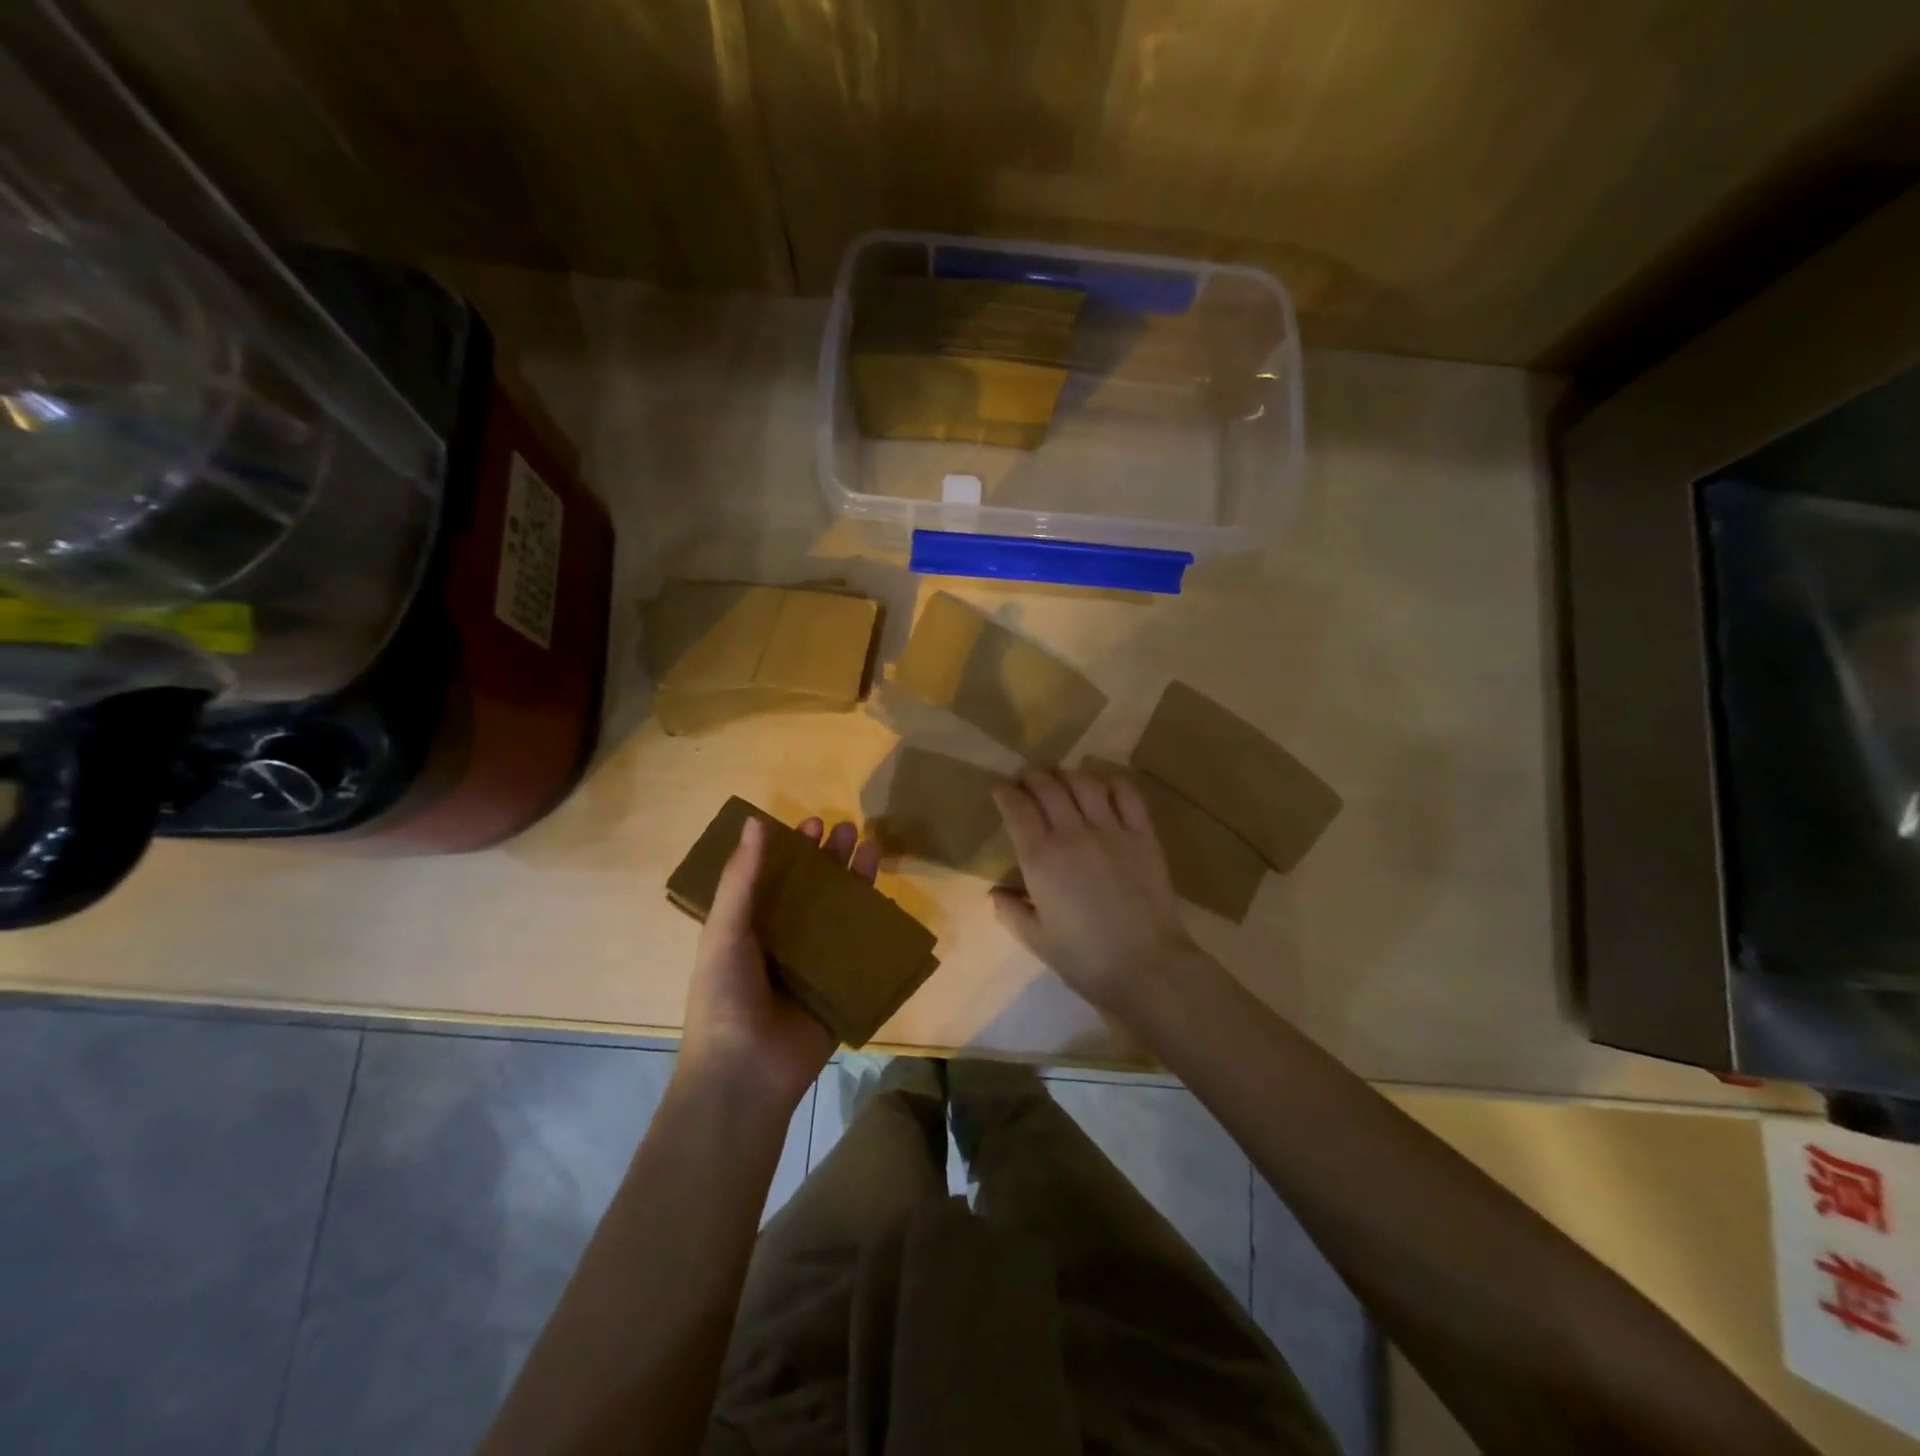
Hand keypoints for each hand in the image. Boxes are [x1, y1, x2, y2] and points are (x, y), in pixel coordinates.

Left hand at [679, 814, 879, 1111]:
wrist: (745, 1073)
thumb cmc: (725, 996)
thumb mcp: (725, 931)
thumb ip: (742, 879)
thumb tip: (756, 821)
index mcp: (752, 926)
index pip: (777, 876)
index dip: (794, 848)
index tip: (812, 822)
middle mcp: (785, 940)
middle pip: (814, 890)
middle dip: (831, 858)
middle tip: (848, 829)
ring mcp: (816, 964)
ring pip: (841, 914)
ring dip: (856, 882)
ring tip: (872, 848)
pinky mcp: (842, 987)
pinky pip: (862, 951)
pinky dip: (876, 926)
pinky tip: (890, 900)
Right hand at [991, 768, 1199, 1014]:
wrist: (1146, 966)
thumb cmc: (1085, 959)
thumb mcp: (1037, 941)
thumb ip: (1011, 912)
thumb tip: (994, 894)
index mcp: (1040, 859)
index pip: (1017, 809)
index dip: (1005, 794)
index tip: (1001, 790)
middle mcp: (1072, 834)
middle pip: (1048, 788)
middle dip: (1032, 777)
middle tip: (1027, 780)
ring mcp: (1110, 830)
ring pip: (1084, 783)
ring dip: (1067, 776)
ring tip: (1062, 780)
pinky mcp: (1142, 834)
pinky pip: (1127, 794)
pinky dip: (1112, 782)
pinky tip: (1105, 787)